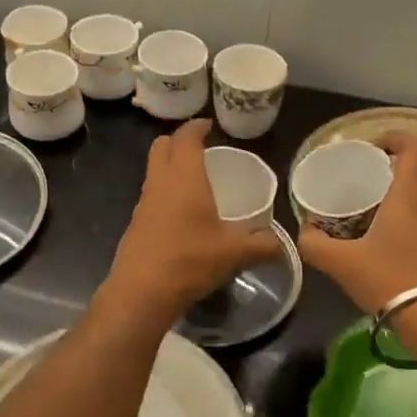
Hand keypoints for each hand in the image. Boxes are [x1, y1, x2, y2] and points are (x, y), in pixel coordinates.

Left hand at [107, 119, 281, 315]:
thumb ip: (261, 245)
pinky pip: (151, 196)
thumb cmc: (190, 260)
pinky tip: (182, 215)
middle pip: (161, 146)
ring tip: (194, 182)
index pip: (186, 138)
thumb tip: (280, 244)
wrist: (142, 291)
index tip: (209, 125)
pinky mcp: (136, 224)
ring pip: (153, 172)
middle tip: (200, 149)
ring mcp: (143, 203)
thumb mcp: (234, 253)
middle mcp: (160, 183)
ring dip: (170, 168)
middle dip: (178, 141)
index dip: (197, 127)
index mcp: (184, 177)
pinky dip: (165, 194)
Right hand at [298, 132, 416, 313]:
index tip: (372, 149)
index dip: (395, 138)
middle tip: (355, 185)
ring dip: (392, 200)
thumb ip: (315, 245)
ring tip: (361, 216)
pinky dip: (400, 224)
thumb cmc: (391, 280)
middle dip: (385, 173)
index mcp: (410, 196)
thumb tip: (305, 233)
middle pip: (413, 173)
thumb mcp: (342, 263)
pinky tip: (377, 246)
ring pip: (416, 200)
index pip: (416, 147)